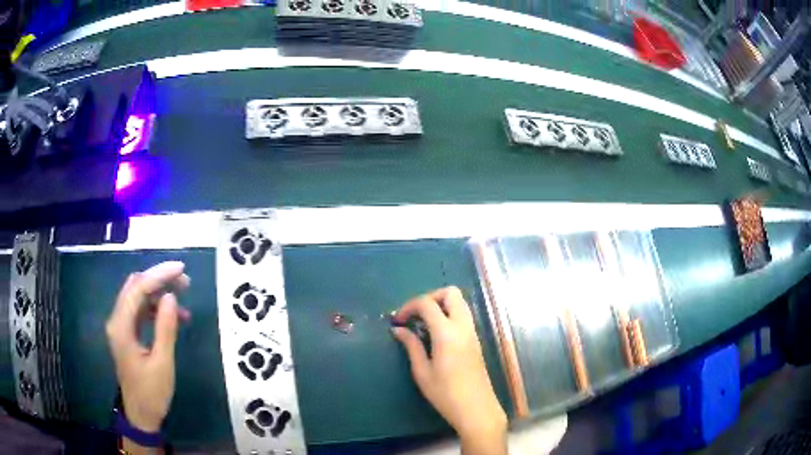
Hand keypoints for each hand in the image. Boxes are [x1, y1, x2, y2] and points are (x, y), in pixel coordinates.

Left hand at [105, 261, 190, 433]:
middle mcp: (117, 320)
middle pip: (135, 287)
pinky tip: (174, 316)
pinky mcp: (127, 334)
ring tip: (183, 296)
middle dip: (159, 279)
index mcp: (121, 326)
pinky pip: (140, 311)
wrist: (141, 415)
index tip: (181, 269)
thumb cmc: (152, 392)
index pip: (137, 289)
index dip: (159, 275)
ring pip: (138, 297)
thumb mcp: (162, 362)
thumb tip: (171, 296)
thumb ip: (165, 328)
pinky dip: (156, 308)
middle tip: (184, 281)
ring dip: (159, 293)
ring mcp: (121, 326)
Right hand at [392, 287, 506, 454]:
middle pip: (451, 293)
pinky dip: (449, 315)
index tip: (398, 321)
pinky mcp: (476, 340)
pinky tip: (436, 334)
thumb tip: (398, 329)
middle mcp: (463, 327)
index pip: (427, 303)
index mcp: (447, 333)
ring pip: (460, 303)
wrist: (476, 409)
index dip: (409, 306)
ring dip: (441, 305)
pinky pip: (463, 316)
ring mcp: (473, 332)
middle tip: (415, 315)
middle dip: (430, 297)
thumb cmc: (445, 394)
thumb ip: (411, 346)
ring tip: (424, 324)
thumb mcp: (422, 372)